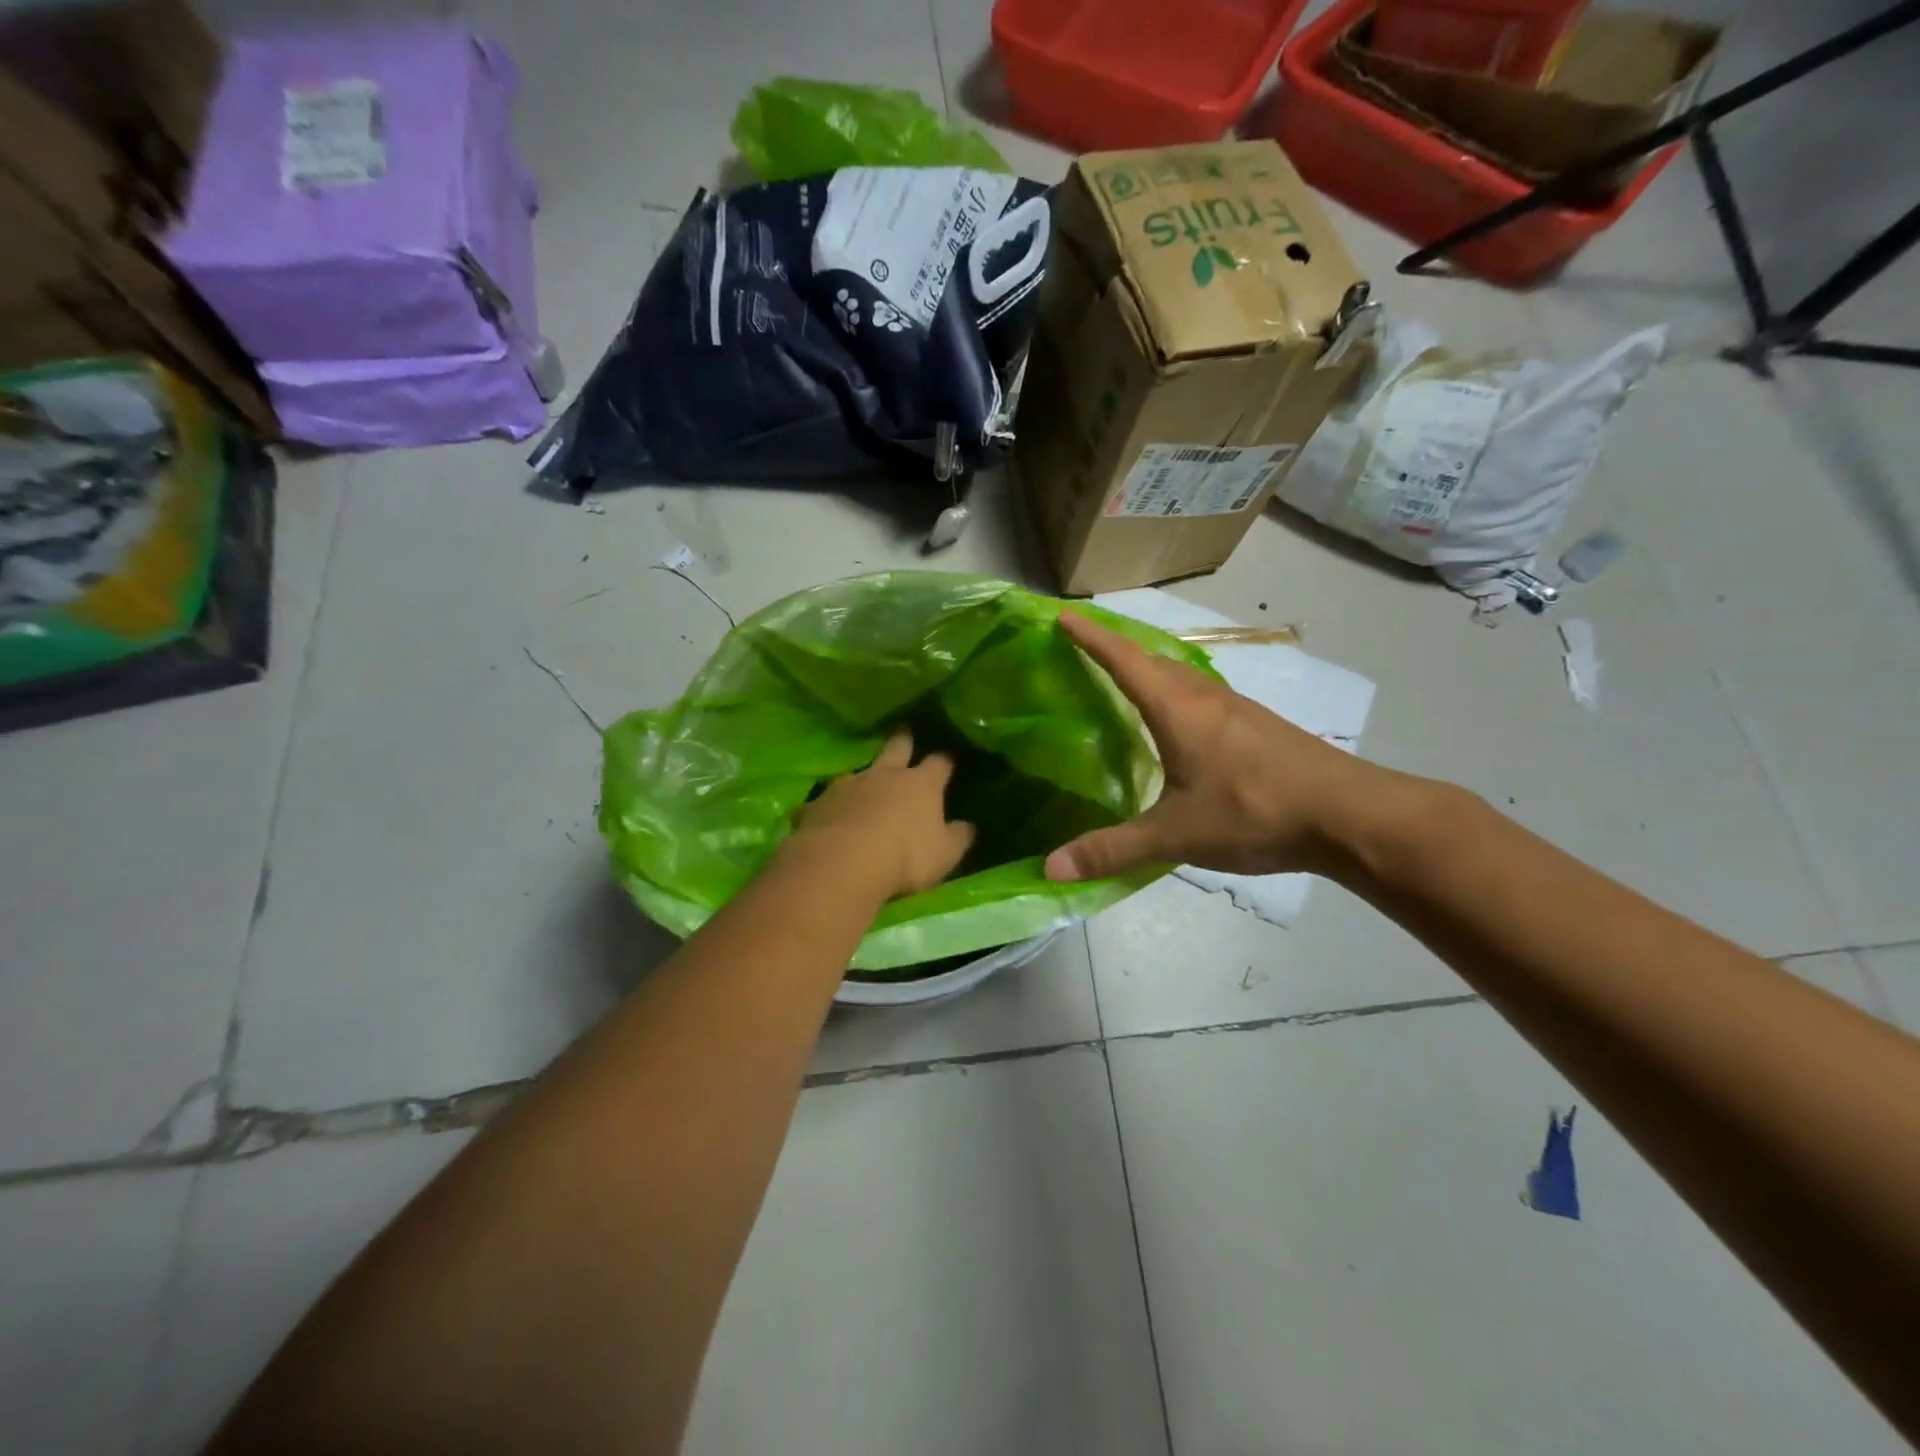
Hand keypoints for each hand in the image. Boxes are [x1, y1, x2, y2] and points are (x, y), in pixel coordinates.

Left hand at [788, 728, 975, 899]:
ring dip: (863, 776)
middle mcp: (884, 775)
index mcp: (921, 784)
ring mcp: (848, 786)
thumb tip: (969, 826)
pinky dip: (830, 807)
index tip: (949, 757)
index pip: (939, 763)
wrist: (842, 862)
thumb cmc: (905, 856)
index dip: (945, 760)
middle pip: (896, 748)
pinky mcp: (818, 804)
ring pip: (858, 772)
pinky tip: (827, 817)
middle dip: (902, 739)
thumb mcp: (944, 854)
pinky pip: (825, 802)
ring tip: (863, 781)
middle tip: (903, 728)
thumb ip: (958, 838)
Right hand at [1045, 612, 1385, 882]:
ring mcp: (1237, 710)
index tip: (1062, 617)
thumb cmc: (1254, 812)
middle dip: (1116, 648)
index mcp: (1177, 709)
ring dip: (1149, 669)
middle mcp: (1205, 698)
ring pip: (1181, 676)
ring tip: (1123, 680)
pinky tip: (1177, 722)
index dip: (1091, 638)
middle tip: (1084, 648)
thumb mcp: (1176, 835)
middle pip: (1152, 659)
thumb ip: (1112, 850)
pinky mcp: (1257, 727)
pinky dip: (1175, 693)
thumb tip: (1050, 868)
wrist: (1349, 815)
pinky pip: (1202, 696)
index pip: (1124, 660)